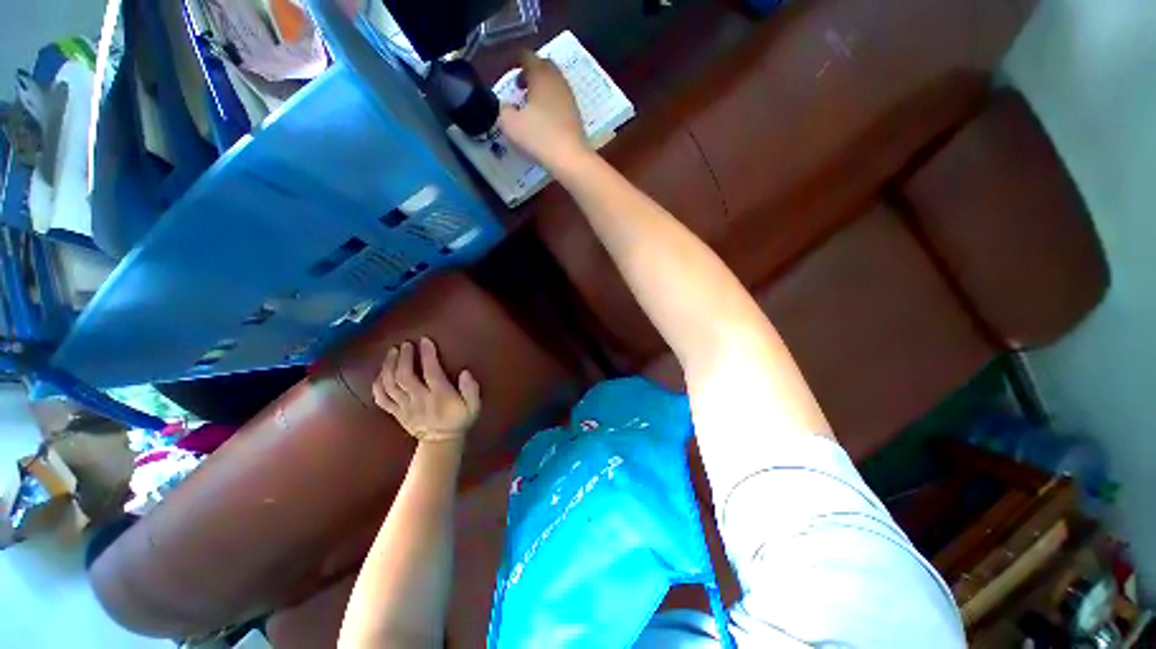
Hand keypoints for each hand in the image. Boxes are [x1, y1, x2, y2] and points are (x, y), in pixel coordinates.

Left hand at [372, 338, 480, 443]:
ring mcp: (404, 407)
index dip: (427, 354)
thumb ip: (471, 389)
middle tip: (405, 344)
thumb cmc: (459, 420)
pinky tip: (381, 373)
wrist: (441, 443)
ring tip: (392, 352)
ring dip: (389, 366)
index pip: (431, 372)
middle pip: (405, 376)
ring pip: (390, 385)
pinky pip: (382, 398)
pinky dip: (378, 384)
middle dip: (403, 357)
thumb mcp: (473, 406)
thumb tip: (465, 372)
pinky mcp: (396, 412)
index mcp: (439, 396)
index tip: (425, 340)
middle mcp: (419, 400)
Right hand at [498, 51, 589, 169]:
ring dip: (541, 89)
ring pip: (553, 84)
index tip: (507, 70)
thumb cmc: (539, 136)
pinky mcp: (575, 114)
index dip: (515, 60)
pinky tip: (543, 120)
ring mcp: (569, 97)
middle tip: (519, 87)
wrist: (570, 158)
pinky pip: (560, 100)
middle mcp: (557, 80)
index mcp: (540, 74)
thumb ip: (503, 110)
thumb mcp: (510, 124)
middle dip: (530, 73)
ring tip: (530, 105)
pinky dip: (550, 103)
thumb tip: (506, 107)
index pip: (526, 56)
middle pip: (543, 67)